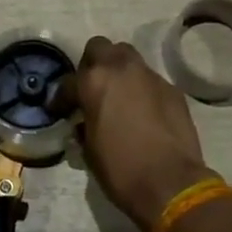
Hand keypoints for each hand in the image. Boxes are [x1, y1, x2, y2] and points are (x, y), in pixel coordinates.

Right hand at [76, 36, 212, 231]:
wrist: (171, 184)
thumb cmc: (121, 169)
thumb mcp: (90, 151)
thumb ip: (84, 128)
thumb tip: (83, 125)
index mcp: (94, 82)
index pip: (69, 81)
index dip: (61, 98)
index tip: (60, 110)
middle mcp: (121, 69)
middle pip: (101, 47)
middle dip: (92, 64)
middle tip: (91, 89)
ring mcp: (150, 76)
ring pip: (128, 58)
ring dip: (119, 72)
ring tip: (118, 96)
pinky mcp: (172, 89)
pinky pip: (150, 80)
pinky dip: (142, 90)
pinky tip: (143, 112)